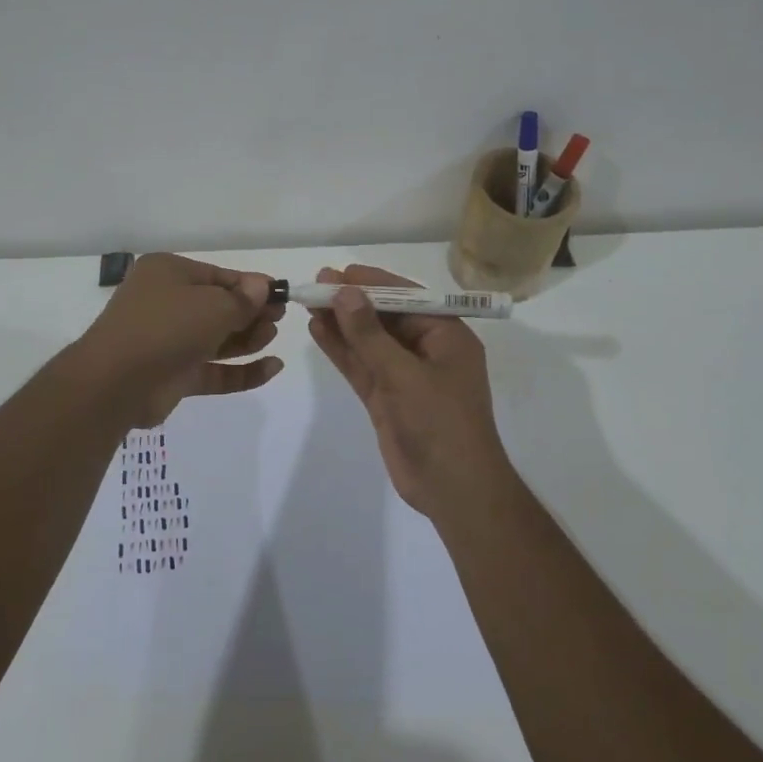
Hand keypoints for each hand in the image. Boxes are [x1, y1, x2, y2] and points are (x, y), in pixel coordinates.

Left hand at [75, 253, 284, 426]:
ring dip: (248, 338)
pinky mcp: (174, 376)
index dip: (251, 286)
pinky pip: (214, 370)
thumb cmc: (167, 326)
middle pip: (218, 307)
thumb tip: (262, 286)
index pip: (218, 276)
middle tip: (280, 317)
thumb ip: (243, 299)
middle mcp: (166, 303)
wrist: (117, 382)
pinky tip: (272, 368)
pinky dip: (242, 370)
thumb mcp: (214, 305)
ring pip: (216, 339)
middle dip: (251, 313)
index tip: (281, 295)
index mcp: (168, 273)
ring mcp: (169, 341)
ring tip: (273, 337)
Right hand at [306, 264, 513, 517]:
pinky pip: (361, 366)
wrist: (453, 490)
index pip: (407, 298)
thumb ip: (370, 335)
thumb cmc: (440, 424)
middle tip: (316, 283)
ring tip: (309, 302)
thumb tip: (345, 292)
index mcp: (447, 337)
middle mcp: (426, 351)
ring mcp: (404, 376)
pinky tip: (318, 331)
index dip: (372, 283)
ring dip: (342, 323)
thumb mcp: (404, 375)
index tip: (339, 272)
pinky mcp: (387, 398)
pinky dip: (341, 350)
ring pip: (369, 342)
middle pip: (385, 318)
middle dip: (353, 301)